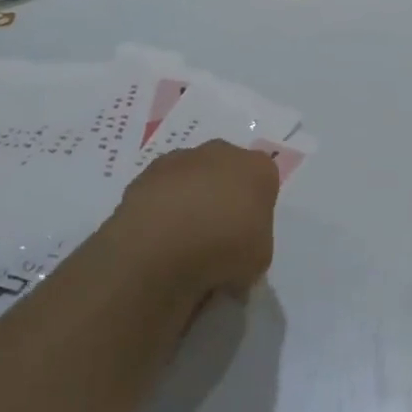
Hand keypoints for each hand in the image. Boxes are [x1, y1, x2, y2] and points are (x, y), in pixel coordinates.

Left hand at [101, 140, 279, 302]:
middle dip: (223, 196)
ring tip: (182, 241)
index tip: (247, 235)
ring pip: (192, 178)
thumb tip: (236, 249)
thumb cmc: (224, 250)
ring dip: (190, 199)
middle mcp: (222, 153)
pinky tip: (158, 237)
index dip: (256, 209)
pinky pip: (162, 191)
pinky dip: (162, 208)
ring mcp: (181, 159)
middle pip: (227, 172)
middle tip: (217, 234)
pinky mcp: (146, 174)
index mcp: (258, 168)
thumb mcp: (260, 259)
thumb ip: (254, 243)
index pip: (264, 181)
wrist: (161, 248)